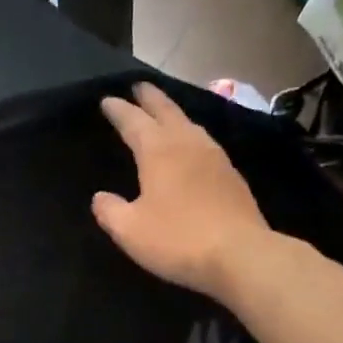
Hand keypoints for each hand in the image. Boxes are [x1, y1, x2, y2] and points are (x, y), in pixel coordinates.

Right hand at [93, 82, 270, 298]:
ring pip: (190, 125)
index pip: (133, 122)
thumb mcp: (130, 230)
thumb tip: (100, 197)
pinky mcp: (232, 176)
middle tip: (139, 86)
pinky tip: (193, 147)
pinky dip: (191, 135)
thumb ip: (110, 211)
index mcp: (158, 152)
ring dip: (174, 114)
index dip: (119, 111)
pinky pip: (205, 143)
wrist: (241, 255)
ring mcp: (215, 158)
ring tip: (165, 112)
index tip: (107, 101)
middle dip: (150, 98)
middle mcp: (188, 145)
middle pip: (167, 112)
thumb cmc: (177, 239)